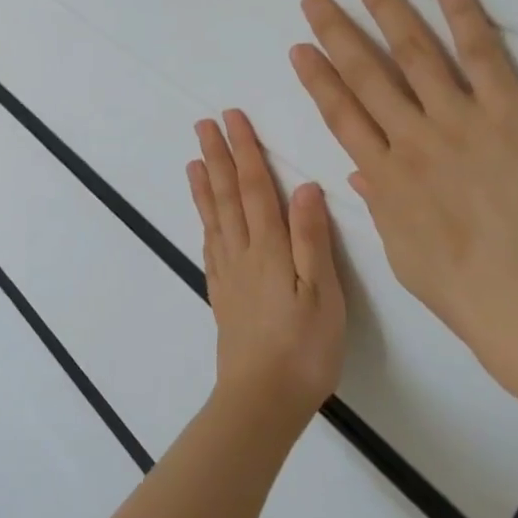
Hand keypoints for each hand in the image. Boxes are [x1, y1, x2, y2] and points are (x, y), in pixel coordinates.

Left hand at [188, 110, 346, 437]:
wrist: (261, 399)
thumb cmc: (304, 348)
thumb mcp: (322, 293)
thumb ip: (311, 238)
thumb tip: (305, 186)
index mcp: (269, 248)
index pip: (254, 187)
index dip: (244, 150)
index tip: (232, 118)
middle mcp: (243, 253)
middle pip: (226, 196)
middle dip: (217, 157)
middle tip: (204, 124)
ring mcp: (229, 275)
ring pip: (213, 218)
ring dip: (204, 185)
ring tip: (194, 159)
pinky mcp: (223, 296)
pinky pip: (210, 248)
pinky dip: (204, 223)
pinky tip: (204, 219)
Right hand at [289, 0, 517, 354]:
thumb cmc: (464, 288)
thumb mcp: (404, 254)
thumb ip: (382, 207)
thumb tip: (362, 173)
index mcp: (384, 176)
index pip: (342, 115)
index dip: (318, 79)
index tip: (300, 49)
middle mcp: (411, 138)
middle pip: (366, 74)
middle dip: (337, 33)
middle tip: (315, 0)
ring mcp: (457, 119)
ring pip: (412, 52)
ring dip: (384, 8)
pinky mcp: (507, 110)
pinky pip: (481, 52)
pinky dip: (460, 11)